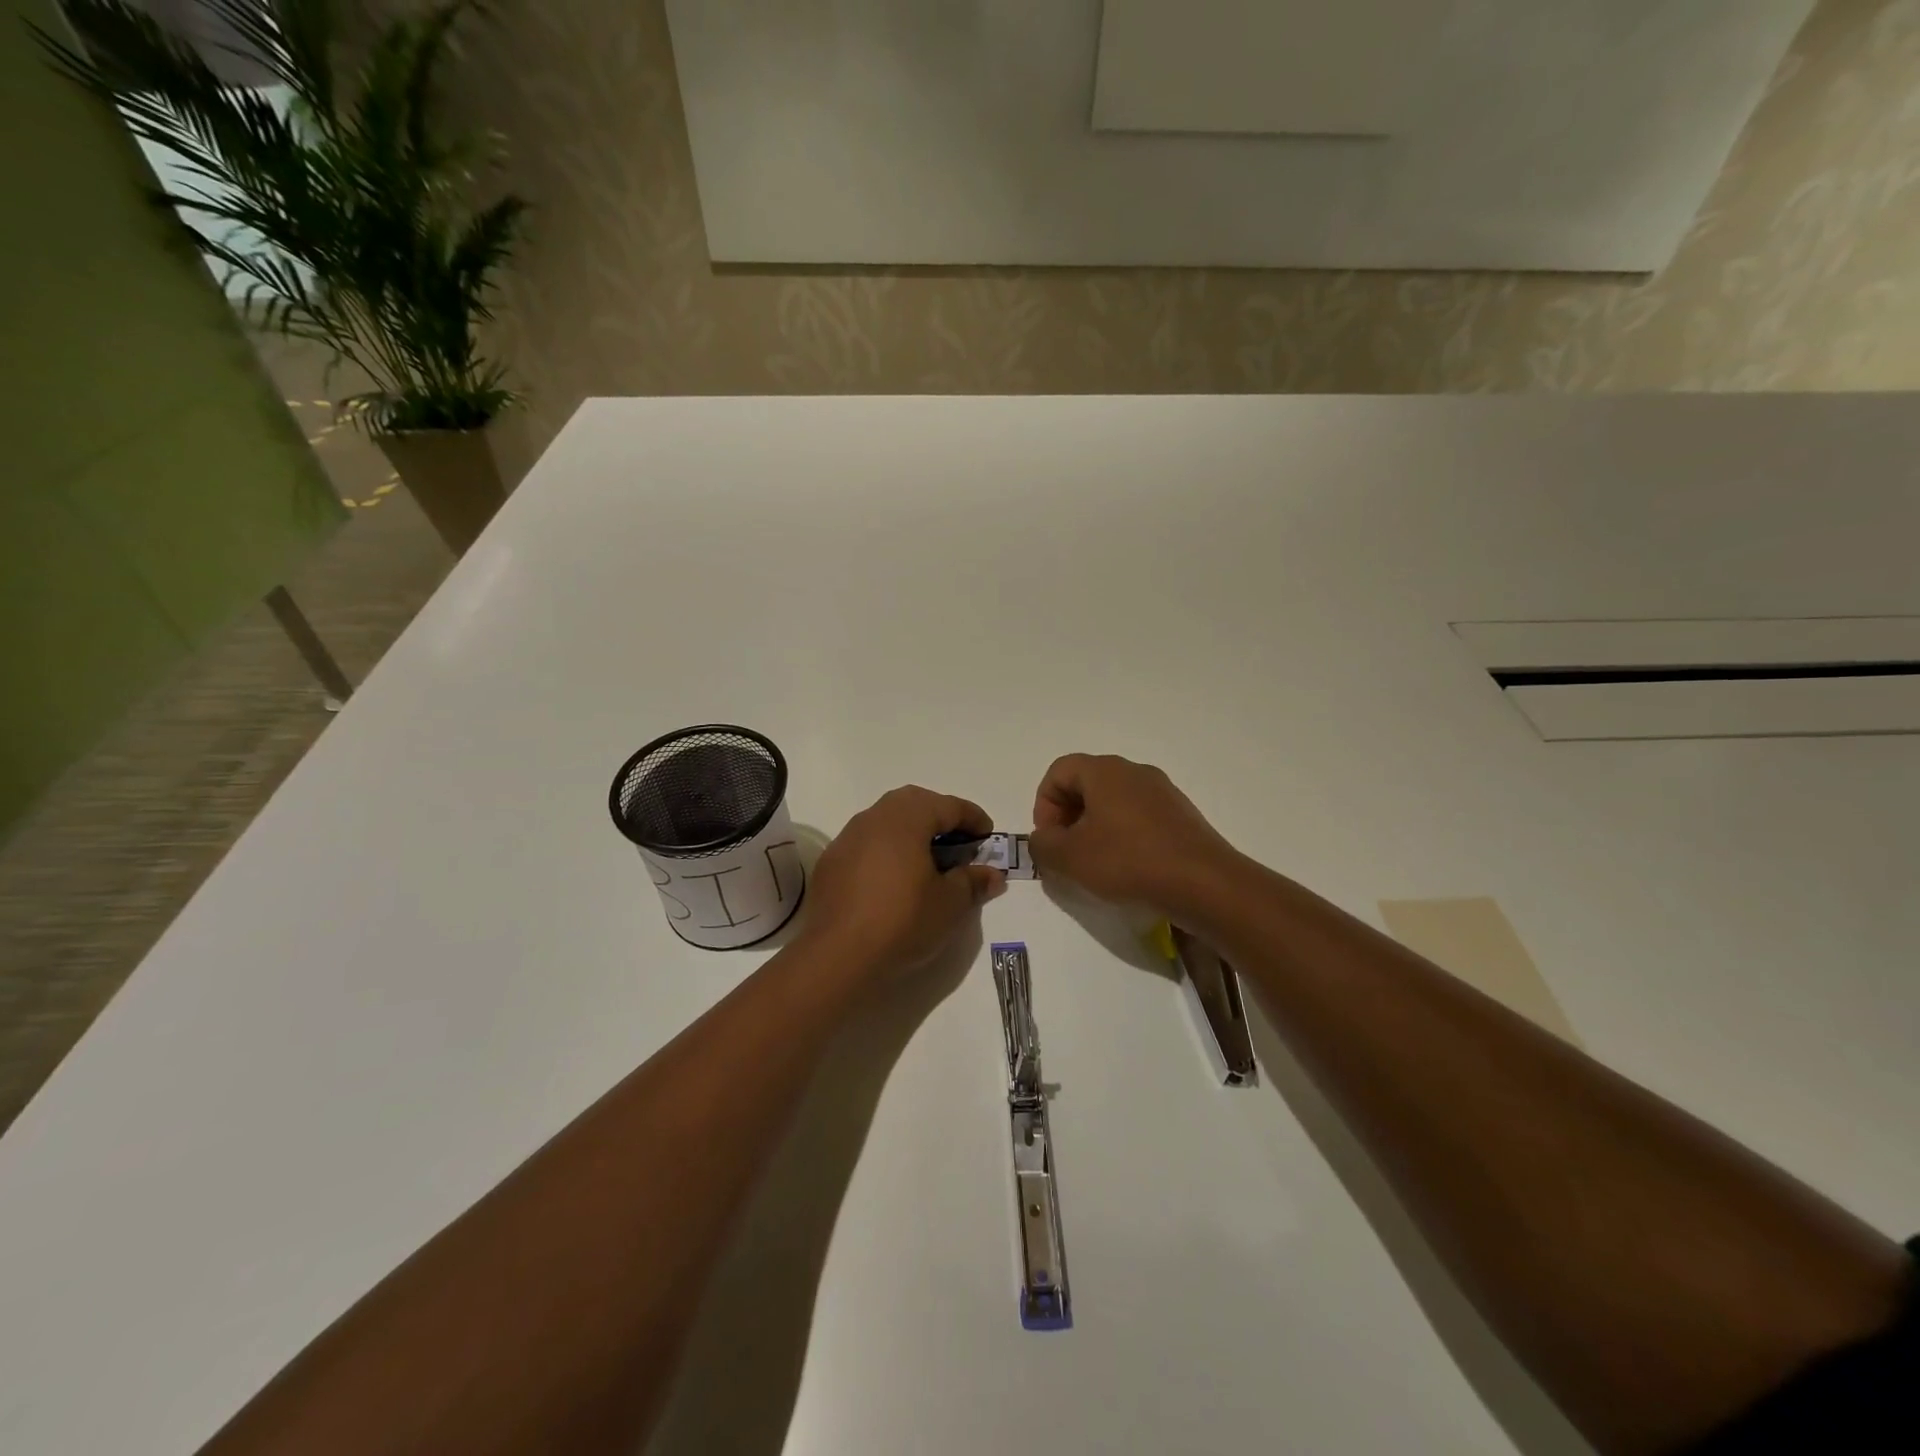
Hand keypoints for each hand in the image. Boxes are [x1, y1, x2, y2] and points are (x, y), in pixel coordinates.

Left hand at [801, 786, 1005, 972]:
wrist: (837, 956)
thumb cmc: (902, 921)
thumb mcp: (950, 904)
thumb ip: (973, 882)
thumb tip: (992, 874)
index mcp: (907, 818)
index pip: (947, 805)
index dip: (972, 818)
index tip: (987, 836)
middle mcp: (874, 818)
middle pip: (913, 803)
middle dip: (940, 816)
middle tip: (958, 842)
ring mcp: (847, 838)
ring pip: (886, 820)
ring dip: (911, 831)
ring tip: (928, 859)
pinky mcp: (831, 862)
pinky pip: (867, 843)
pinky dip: (887, 850)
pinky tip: (894, 878)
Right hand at [1028, 753, 1239, 913]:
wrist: (1204, 884)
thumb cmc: (1128, 862)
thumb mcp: (1070, 858)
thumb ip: (1042, 845)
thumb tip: (1043, 839)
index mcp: (1105, 771)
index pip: (1059, 771)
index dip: (1044, 804)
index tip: (1049, 838)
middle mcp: (1134, 772)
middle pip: (1086, 784)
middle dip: (1068, 816)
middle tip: (1066, 852)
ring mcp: (1162, 792)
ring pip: (1114, 801)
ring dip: (1095, 827)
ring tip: (1095, 864)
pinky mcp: (1181, 815)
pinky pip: (1139, 816)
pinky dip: (1123, 835)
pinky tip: (1127, 868)